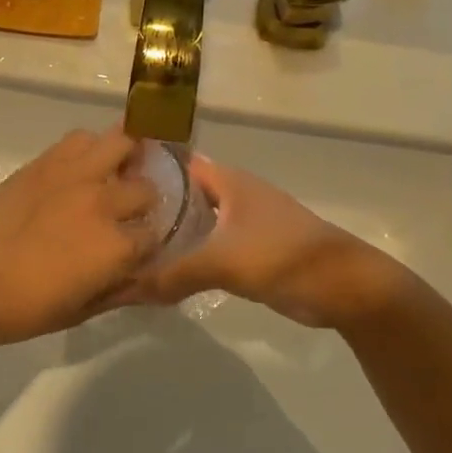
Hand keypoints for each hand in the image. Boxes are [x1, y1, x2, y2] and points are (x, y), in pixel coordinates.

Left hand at [0, 128, 159, 347]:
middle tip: (131, 211)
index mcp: (118, 246)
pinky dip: (92, 146)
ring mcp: (76, 175)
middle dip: (144, 201)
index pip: (158, 234)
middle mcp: (105, 203)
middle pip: (147, 188)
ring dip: (127, 157)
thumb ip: (122, 289)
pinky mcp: (47, 162)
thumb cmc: (26, 308)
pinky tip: (86, 163)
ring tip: (121, 169)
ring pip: (122, 144)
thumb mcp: (83, 310)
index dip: (153, 240)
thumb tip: (148, 277)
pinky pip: (82, 138)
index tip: (144, 245)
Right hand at [125, 156, 411, 328]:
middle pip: (184, 194)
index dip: (146, 167)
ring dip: (170, 234)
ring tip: (128, 246)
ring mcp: (243, 224)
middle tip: (110, 221)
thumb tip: (125, 289)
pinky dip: (188, 256)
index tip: (109, 180)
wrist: (342, 286)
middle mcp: (233, 195)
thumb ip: (174, 274)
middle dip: (151, 205)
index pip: (178, 162)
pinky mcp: (250, 252)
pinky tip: (164, 271)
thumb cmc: (283, 255)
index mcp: (228, 181)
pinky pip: (209, 248)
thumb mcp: (223, 262)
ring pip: (196, 223)